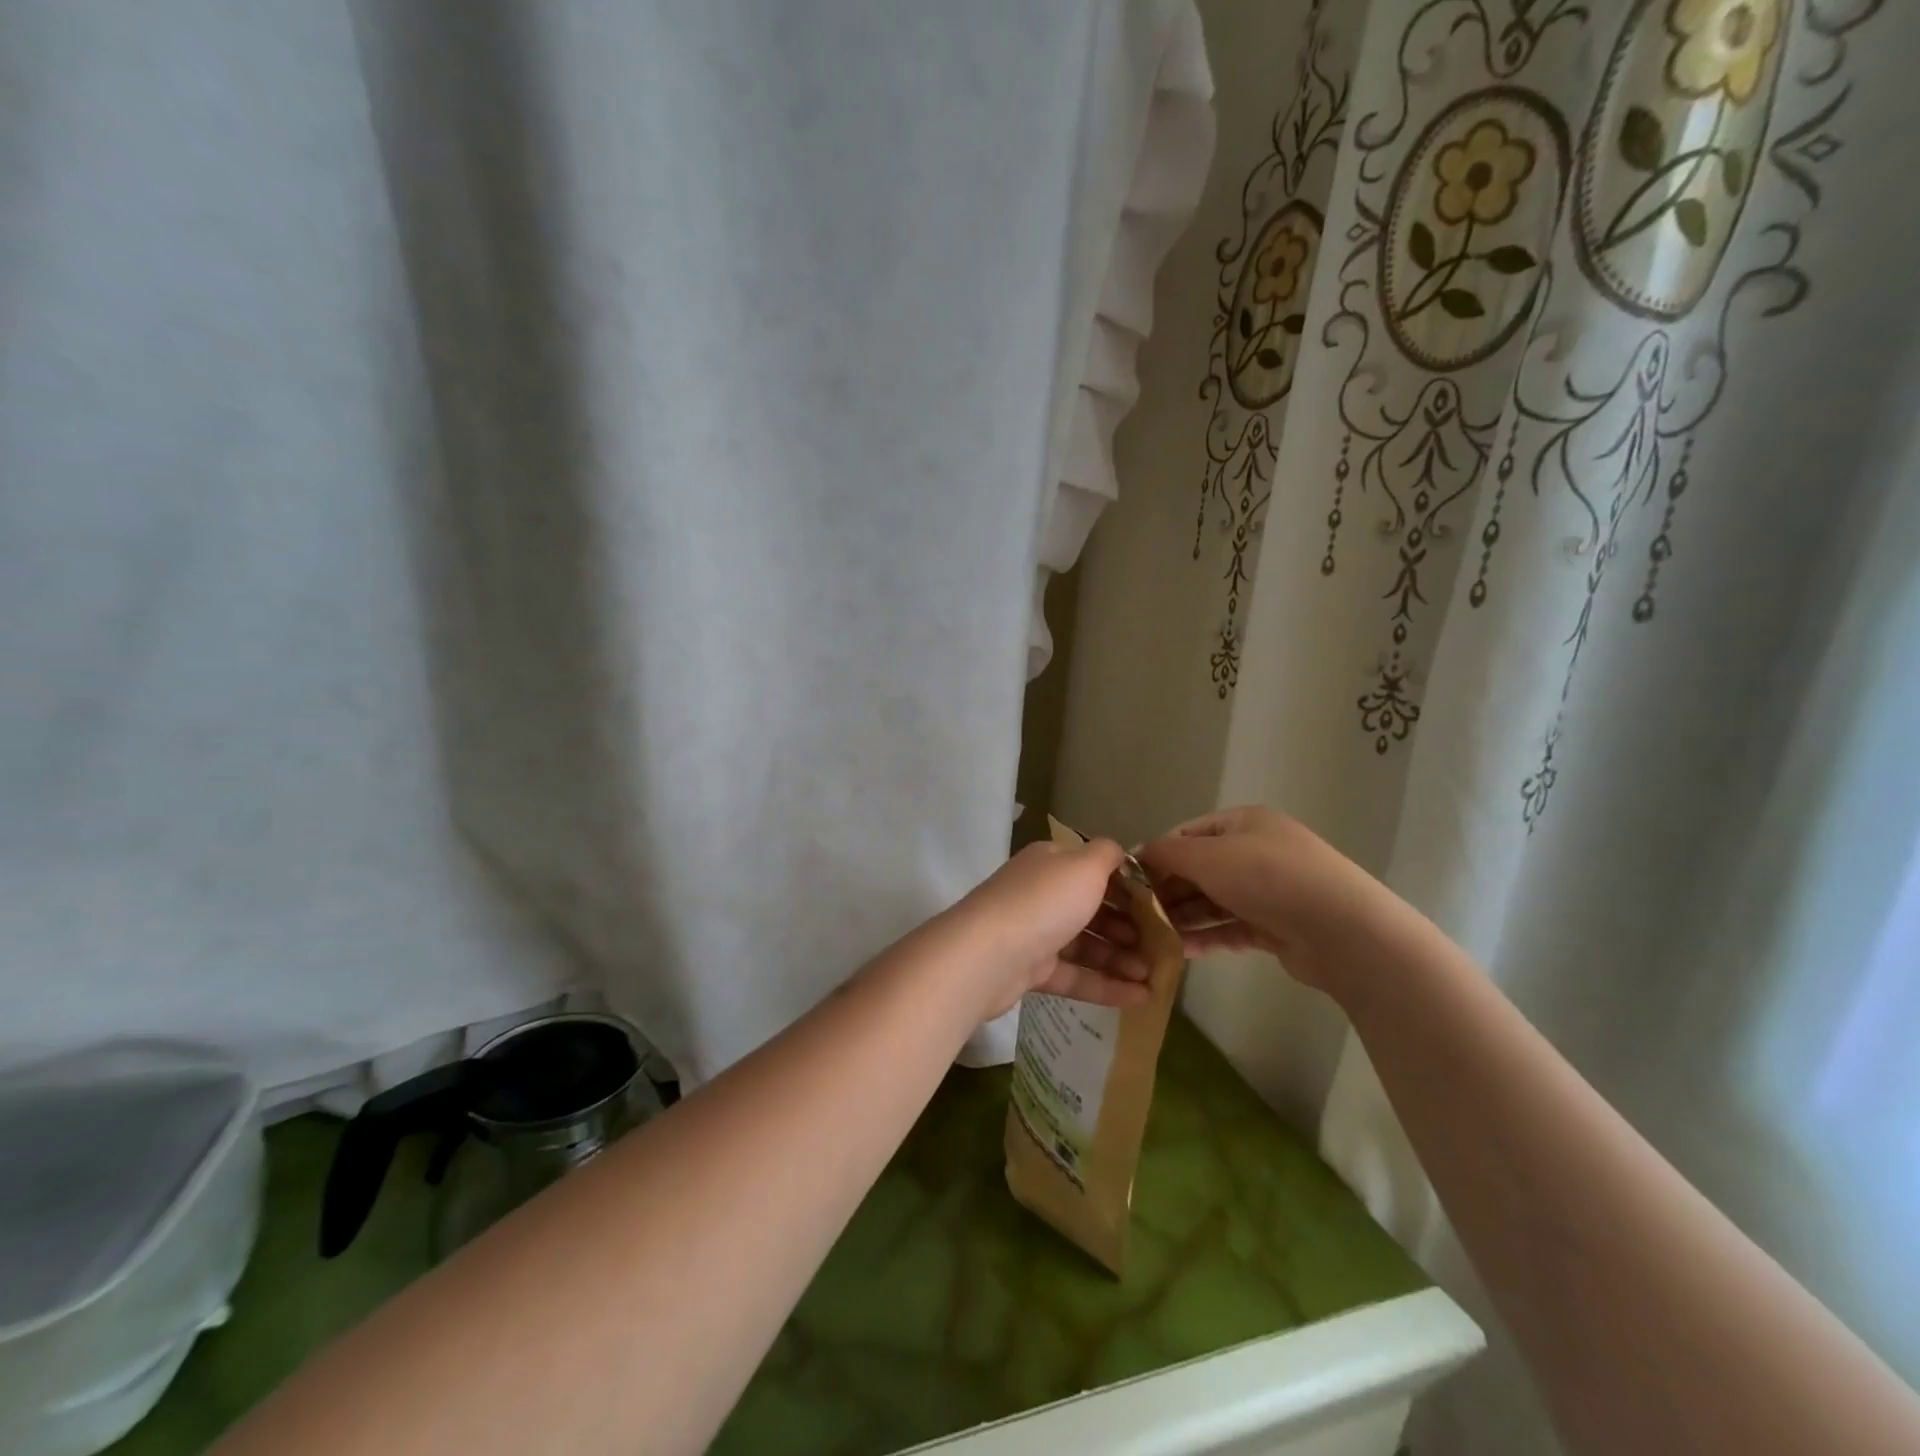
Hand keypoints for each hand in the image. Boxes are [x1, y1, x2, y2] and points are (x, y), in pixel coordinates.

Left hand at [947, 838, 1152, 1019]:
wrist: (987, 955)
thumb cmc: (1044, 902)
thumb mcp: (1084, 865)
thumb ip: (1108, 855)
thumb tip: (1120, 854)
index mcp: (1052, 863)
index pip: (1096, 870)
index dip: (1130, 887)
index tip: (1163, 907)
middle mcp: (1042, 893)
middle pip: (1093, 908)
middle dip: (1130, 927)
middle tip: (1164, 946)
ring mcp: (1035, 933)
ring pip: (1087, 944)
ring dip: (1122, 958)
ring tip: (1155, 975)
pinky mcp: (1031, 971)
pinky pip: (1076, 975)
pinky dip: (1106, 985)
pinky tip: (1140, 998)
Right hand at [1137, 805, 1386, 993]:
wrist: (1342, 930)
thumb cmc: (1267, 877)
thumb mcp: (1208, 856)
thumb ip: (1167, 854)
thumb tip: (1137, 854)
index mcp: (1244, 823)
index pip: (1188, 834)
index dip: (1157, 855)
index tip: (1130, 881)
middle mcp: (1257, 852)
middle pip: (1200, 869)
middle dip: (1168, 891)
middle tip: (1136, 915)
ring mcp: (1269, 891)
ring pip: (1214, 902)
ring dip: (1183, 918)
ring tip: (1152, 938)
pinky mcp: (1277, 928)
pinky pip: (1231, 929)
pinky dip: (1206, 938)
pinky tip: (1179, 952)